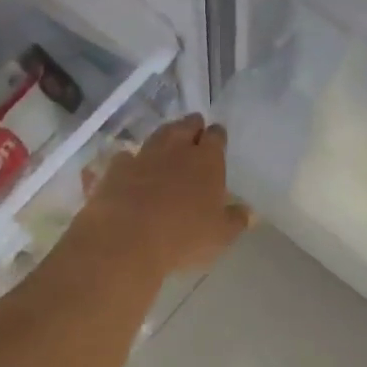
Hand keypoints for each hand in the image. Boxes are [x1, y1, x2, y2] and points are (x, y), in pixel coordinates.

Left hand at [81, 115, 250, 277]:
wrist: (126, 240)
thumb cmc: (183, 237)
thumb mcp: (221, 235)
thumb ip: (236, 220)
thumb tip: (250, 213)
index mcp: (207, 161)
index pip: (216, 136)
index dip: (217, 135)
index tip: (218, 137)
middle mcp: (177, 150)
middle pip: (186, 126)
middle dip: (192, 126)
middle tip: (195, 130)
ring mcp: (144, 156)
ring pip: (158, 135)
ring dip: (165, 135)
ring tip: (169, 139)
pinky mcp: (116, 168)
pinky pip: (127, 156)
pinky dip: (132, 159)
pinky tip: (132, 166)